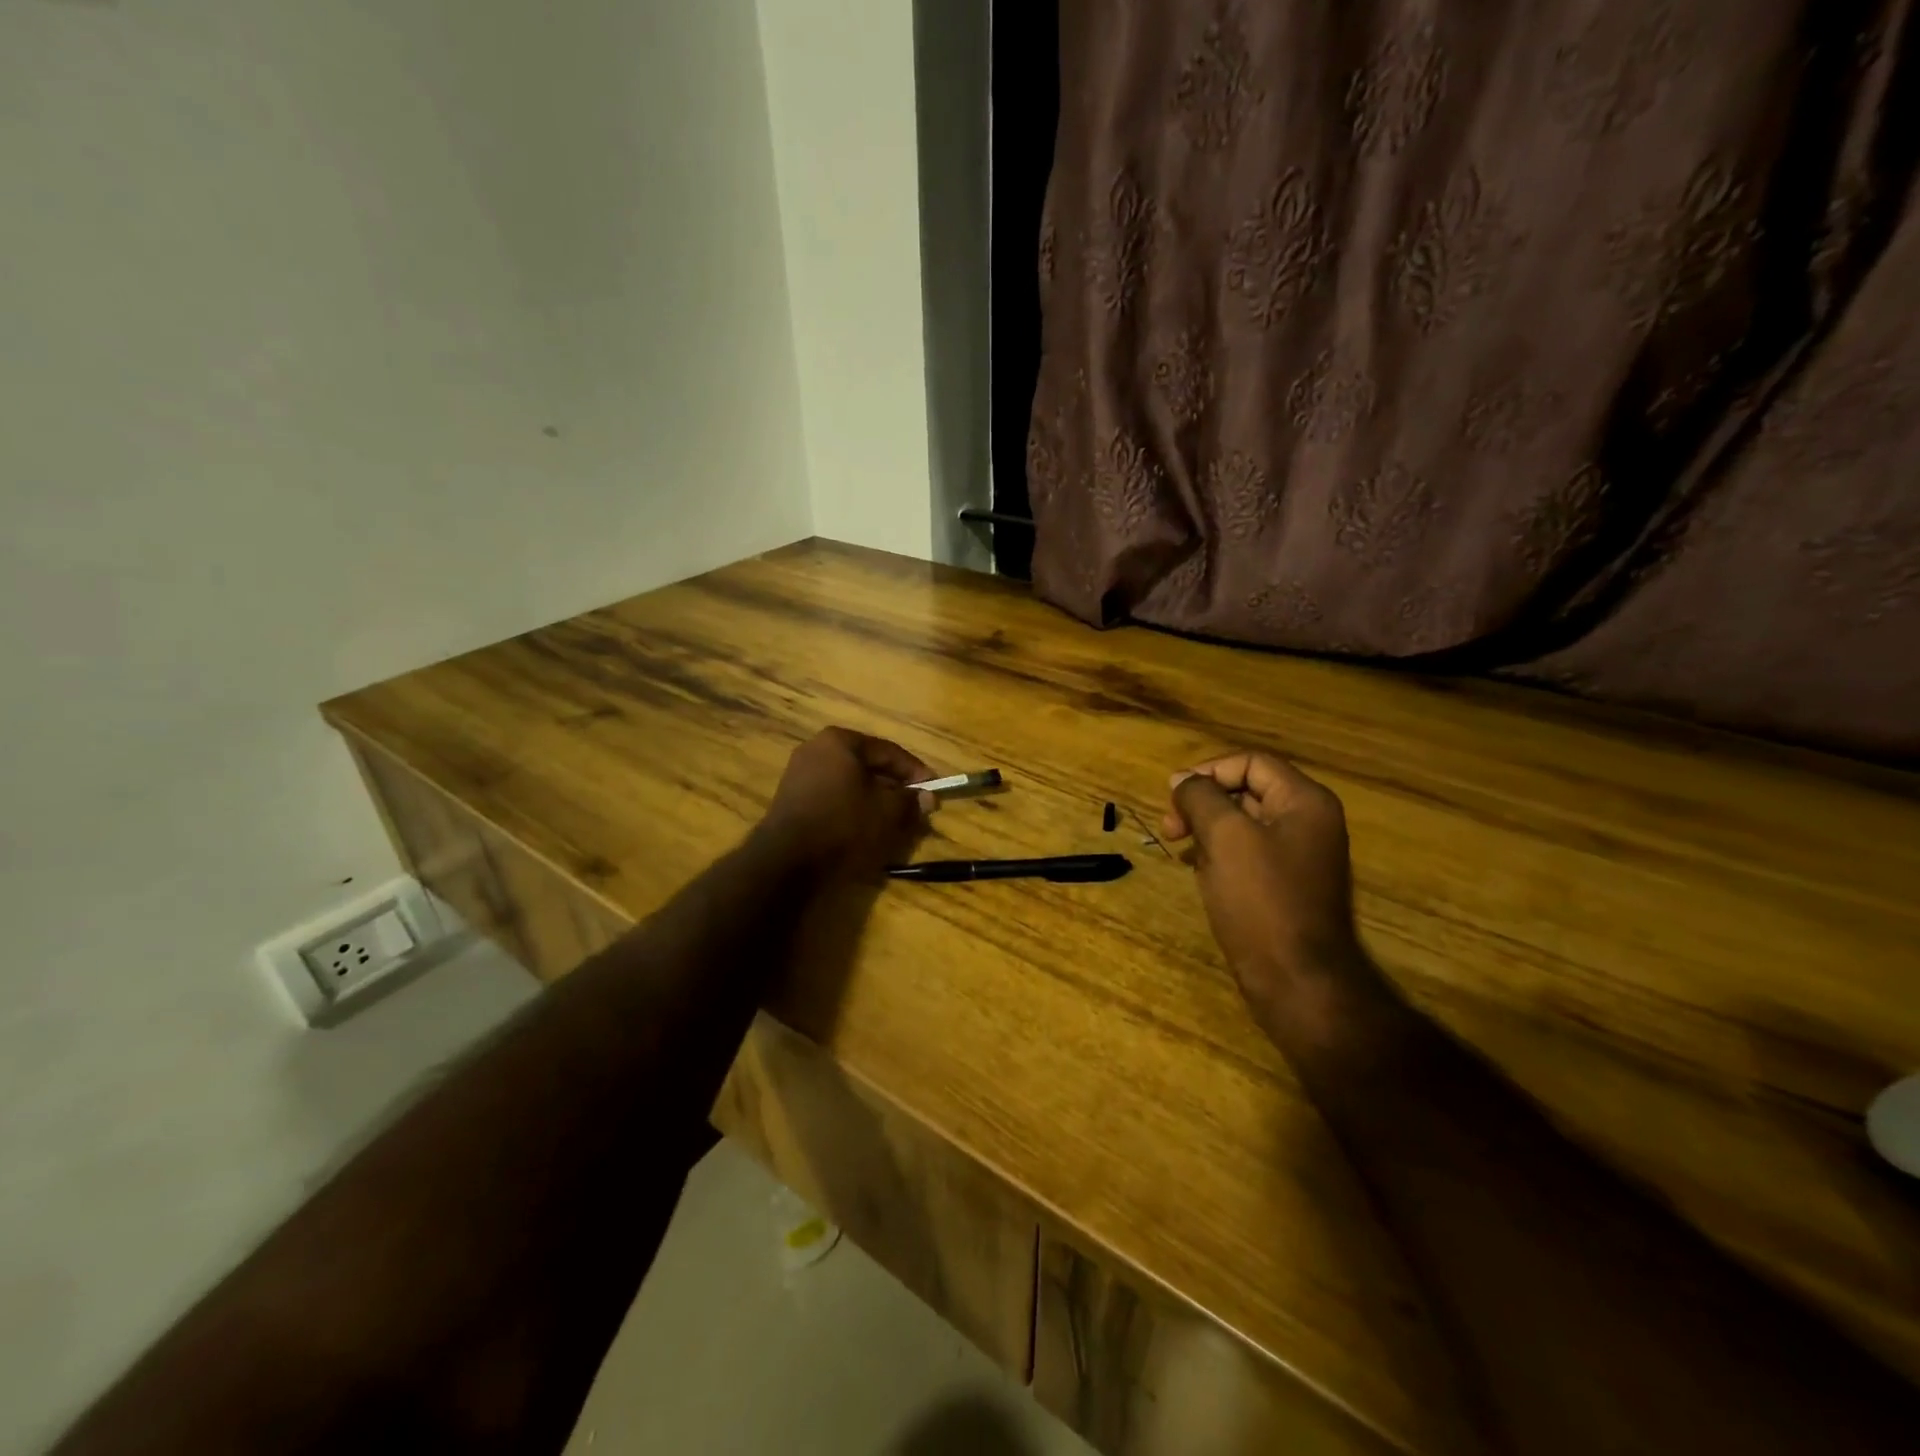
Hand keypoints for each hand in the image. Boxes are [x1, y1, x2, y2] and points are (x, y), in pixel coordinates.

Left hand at [758, 727, 935, 880]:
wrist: (786, 861)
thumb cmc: (844, 824)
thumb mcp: (888, 812)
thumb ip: (911, 800)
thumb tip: (927, 798)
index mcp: (840, 741)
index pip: (889, 751)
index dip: (916, 771)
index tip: (934, 789)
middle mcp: (816, 749)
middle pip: (867, 765)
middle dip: (894, 786)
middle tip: (915, 806)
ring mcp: (799, 773)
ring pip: (849, 783)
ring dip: (874, 799)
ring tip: (893, 821)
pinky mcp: (791, 799)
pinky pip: (832, 797)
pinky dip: (852, 808)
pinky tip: (864, 829)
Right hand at [1162, 750, 1375, 1047]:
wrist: (1297, 980)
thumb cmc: (1261, 900)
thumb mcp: (1224, 837)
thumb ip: (1201, 798)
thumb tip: (1182, 779)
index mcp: (1305, 802)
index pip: (1251, 763)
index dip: (1208, 772)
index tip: (1172, 797)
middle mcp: (1308, 822)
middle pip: (1247, 790)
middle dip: (1203, 803)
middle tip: (1170, 828)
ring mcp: (1299, 856)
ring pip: (1243, 823)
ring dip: (1207, 829)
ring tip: (1181, 850)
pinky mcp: (1286, 885)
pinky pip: (1248, 852)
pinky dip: (1219, 853)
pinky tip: (1198, 871)